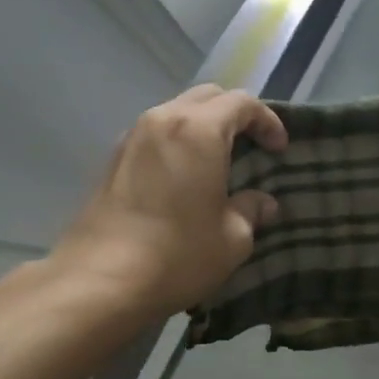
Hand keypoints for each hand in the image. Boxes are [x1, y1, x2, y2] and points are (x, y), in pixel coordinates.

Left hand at [48, 85, 286, 322]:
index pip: (242, 103)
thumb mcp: (231, 239)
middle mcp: (163, 120)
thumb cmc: (177, 255)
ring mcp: (133, 137)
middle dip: (235, 115)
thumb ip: (251, 211)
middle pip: (208, 97)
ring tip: (219, 160)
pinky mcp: (113, 159)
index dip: (267, 121)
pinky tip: (184, 176)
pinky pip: (155, 134)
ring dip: (203, 126)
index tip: (279, 149)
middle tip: (253, 146)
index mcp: (199, 130)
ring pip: (177, 111)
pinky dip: (178, 141)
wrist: (99, 281)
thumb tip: (262, 203)